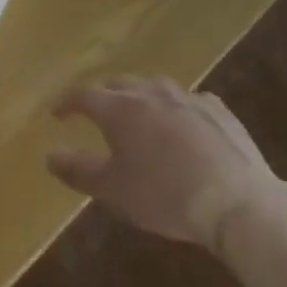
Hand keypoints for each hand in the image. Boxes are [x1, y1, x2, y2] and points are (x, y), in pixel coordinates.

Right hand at [47, 77, 271, 244]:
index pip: (83, 95)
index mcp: (119, 108)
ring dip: (140, 98)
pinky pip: (188, 101)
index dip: (67, 103)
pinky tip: (183, 127)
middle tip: (96, 113)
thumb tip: (50, 155)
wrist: (237, 202)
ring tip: (139, 117)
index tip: (57, 113)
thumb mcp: (113, 190)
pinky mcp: (218, 110)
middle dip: (103, 96)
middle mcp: (150, 92)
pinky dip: (176, 110)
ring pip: (154, 88)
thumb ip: (78, 170)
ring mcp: (187, 97)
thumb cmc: (164, 195)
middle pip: (118, 84)